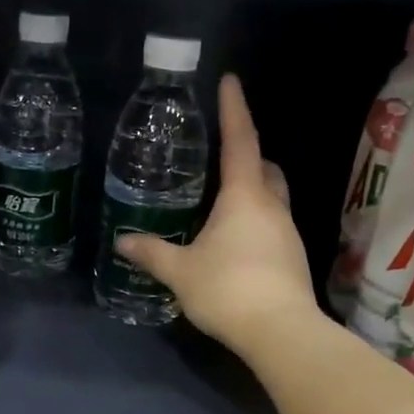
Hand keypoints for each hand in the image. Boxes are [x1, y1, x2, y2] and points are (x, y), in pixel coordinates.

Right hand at [116, 74, 319, 358]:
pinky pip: (272, 225)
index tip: (231, 81)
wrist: (282, 333)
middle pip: (266, 168)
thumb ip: (152, 253)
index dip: (235, 109)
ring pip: (273, 197)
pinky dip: (255, 220)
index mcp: (244, 197)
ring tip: (221, 201)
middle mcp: (271, 207)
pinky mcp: (292, 258)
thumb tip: (122, 241)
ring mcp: (287, 233)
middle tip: (223, 155)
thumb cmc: (228, 289)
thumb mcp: (181, 271)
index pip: (240, 141)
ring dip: (253, 190)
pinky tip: (234, 241)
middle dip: (249, 155)